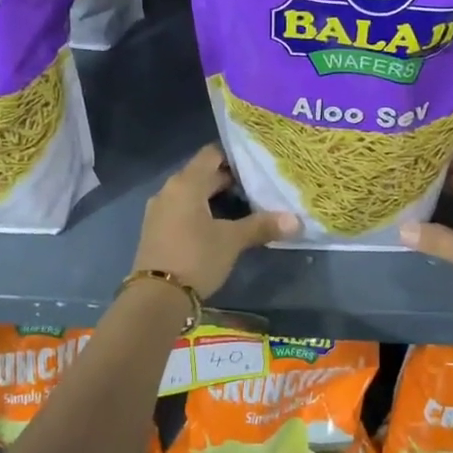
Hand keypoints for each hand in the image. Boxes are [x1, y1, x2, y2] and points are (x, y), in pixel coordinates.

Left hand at [132, 145, 298, 299]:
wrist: (156, 298)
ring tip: (244, 206)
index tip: (256, 163)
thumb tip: (296, 221)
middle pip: (202, 174)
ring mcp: (159, 211)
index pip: (211, 154)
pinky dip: (200, 212)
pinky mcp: (156, 230)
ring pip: (192, 194)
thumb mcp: (232, 241)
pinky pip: (182, 210)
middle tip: (258, 186)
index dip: (234, 155)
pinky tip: (219, 226)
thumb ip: (262, 226)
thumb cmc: (196, 258)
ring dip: (214, 197)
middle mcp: (169, 190)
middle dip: (228, 180)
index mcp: (186, 184)